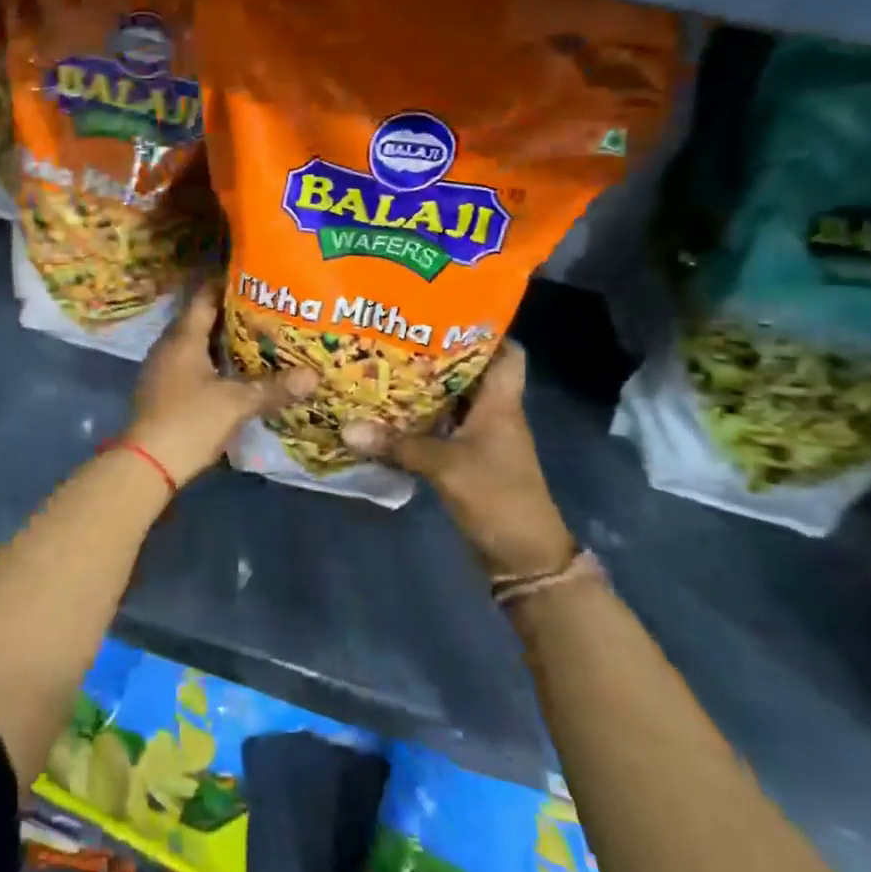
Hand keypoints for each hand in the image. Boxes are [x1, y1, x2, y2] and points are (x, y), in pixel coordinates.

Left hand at [127, 282, 316, 488]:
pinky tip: (232, 372)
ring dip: (220, 340)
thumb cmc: (189, 421)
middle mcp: (168, 346)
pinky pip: (189, 364)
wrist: (146, 464)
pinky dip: (210, 362)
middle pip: (200, 319)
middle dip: (229, 313)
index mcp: (183, 338)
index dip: (226, 284)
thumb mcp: (236, 403)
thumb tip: (313, 376)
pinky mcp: (161, 391)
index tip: (253, 278)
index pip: (204, 297)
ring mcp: (161, 369)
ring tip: (254, 338)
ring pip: (194, 344)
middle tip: (264, 309)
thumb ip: (273, 388)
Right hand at [342, 345, 574, 578]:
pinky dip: (421, 418)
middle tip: (397, 336)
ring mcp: (482, 438)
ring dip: (425, 387)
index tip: (445, 314)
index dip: (485, 331)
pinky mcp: (469, 459)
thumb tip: (347, 428)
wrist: (523, 557)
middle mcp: (494, 413)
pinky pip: (443, 427)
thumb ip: (398, 445)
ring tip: (385, 365)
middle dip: (438, 354)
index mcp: (501, 403)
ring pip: (454, 400)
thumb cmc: (497, 497)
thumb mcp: (445, 467)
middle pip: (470, 372)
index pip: (508, 353)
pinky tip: (389, 413)